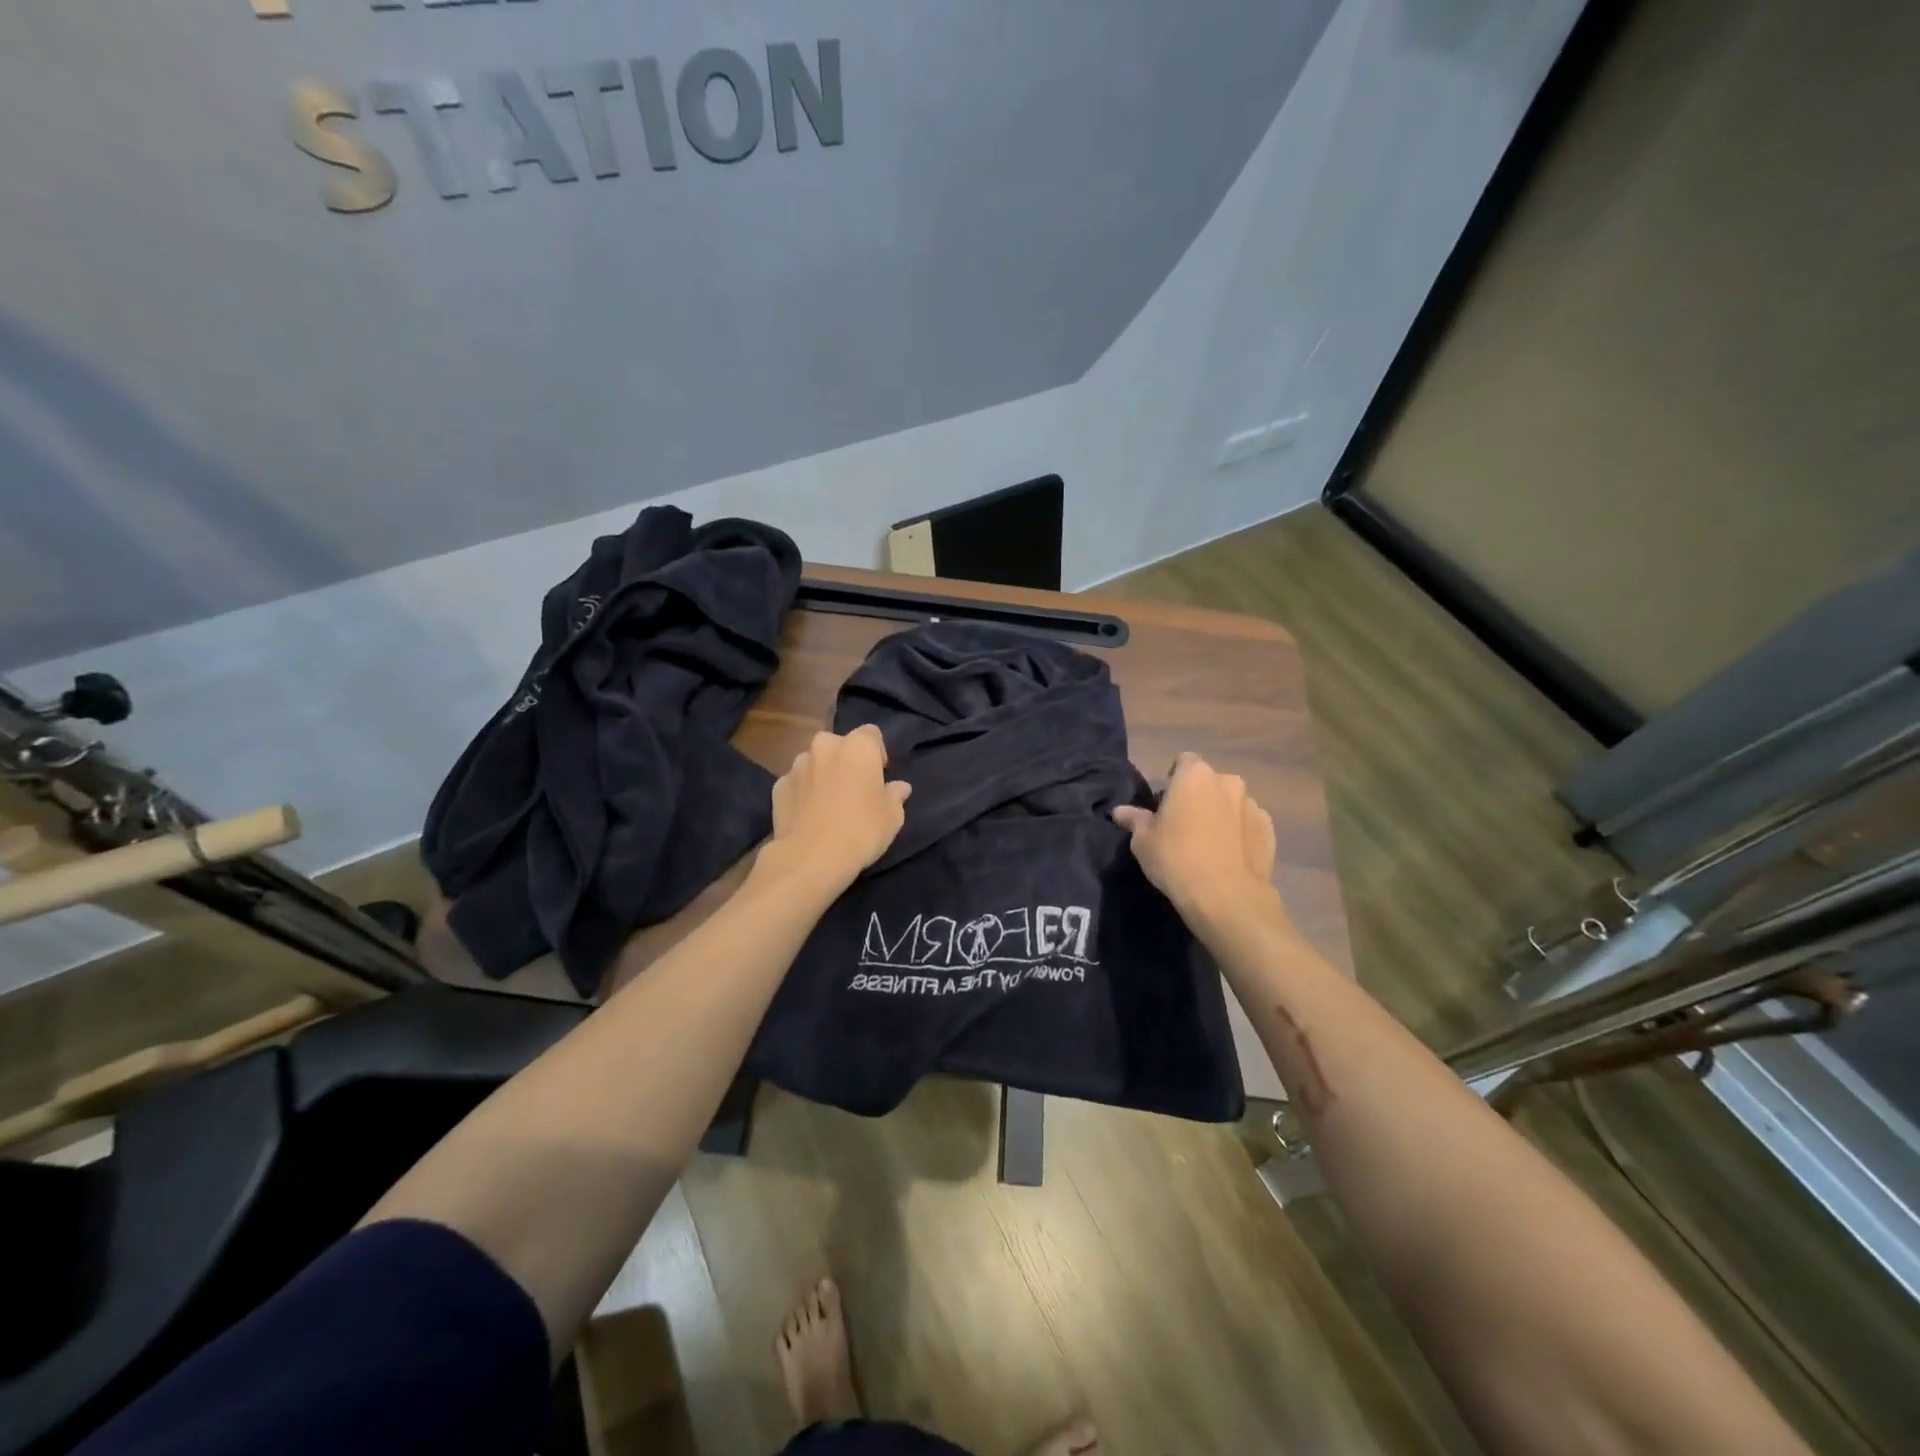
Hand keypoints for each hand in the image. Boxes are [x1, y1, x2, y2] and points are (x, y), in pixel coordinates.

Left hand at [761, 725, 911, 894]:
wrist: (811, 857)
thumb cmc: (861, 831)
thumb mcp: (892, 817)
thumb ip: (895, 796)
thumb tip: (899, 787)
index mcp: (858, 747)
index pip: (871, 734)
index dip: (876, 753)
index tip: (879, 776)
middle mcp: (825, 746)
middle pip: (839, 745)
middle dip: (846, 760)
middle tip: (853, 789)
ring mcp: (797, 765)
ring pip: (814, 762)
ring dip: (822, 774)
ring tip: (828, 804)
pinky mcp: (778, 786)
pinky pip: (796, 783)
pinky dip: (802, 792)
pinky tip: (808, 815)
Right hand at [1113, 753, 1283, 930]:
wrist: (1226, 896)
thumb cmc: (1176, 858)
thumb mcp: (1143, 841)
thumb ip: (1135, 820)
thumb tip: (1120, 811)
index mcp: (1195, 775)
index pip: (1183, 762)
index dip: (1174, 779)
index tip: (1165, 804)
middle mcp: (1227, 782)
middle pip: (1209, 782)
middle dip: (1198, 796)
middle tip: (1183, 825)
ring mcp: (1253, 805)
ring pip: (1231, 803)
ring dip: (1220, 814)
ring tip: (1208, 844)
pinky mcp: (1269, 830)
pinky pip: (1248, 824)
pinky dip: (1239, 833)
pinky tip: (1229, 856)